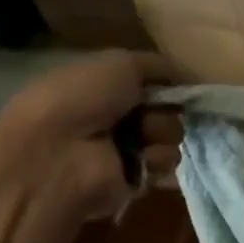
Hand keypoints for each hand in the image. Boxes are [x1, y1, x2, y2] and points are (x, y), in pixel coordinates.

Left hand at [0, 51, 181, 217]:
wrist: (59, 154)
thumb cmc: (82, 100)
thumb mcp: (119, 64)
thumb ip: (156, 65)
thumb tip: (184, 75)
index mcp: (101, 86)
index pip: (149, 82)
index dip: (165, 83)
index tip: (174, 84)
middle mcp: (112, 116)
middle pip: (165, 108)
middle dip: (166, 109)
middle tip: (148, 115)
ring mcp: (123, 148)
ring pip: (170, 135)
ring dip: (163, 134)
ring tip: (144, 139)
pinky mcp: (134, 178)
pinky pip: (166, 164)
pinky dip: (159, 160)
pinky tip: (143, 160)